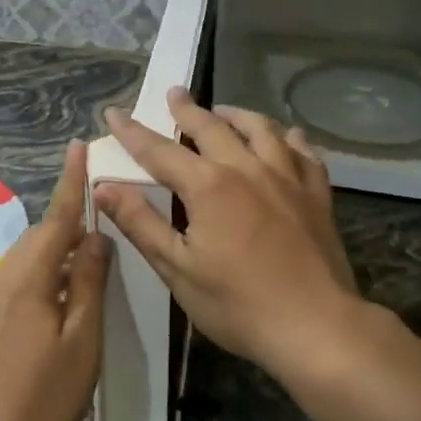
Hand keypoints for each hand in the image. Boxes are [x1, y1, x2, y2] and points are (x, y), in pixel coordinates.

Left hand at [0, 140, 110, 420]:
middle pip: (42, 234)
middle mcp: (4, 276)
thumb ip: (88, 282)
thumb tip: (98, 236)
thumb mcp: (81, 340)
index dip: (71, 182)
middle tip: (103, 210)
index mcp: (28, 276)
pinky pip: (22, 276)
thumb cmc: (42, 396)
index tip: (79, 146)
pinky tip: (64, 290)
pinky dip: (46, 270)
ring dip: (59, 246)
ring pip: (31, 256)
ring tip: (91, 250)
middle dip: (70, 218)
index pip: (56, 217)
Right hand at [94, 88, 363, 376]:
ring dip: (237, 115)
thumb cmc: (238, 304)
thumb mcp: (177, 269)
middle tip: (175, 93)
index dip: (133, 131)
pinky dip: (290, 139)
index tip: (114, 112)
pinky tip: (287, 137)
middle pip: (211, 127)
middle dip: (187, 108)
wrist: (317, 327)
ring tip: (224, 111)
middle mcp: (246, 168)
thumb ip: (140, 223)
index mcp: (208, 186)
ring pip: (261, 129)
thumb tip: (103, 187)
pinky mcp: (316, 194)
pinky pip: (304, 153)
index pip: (159, 150)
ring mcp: (287, 177)